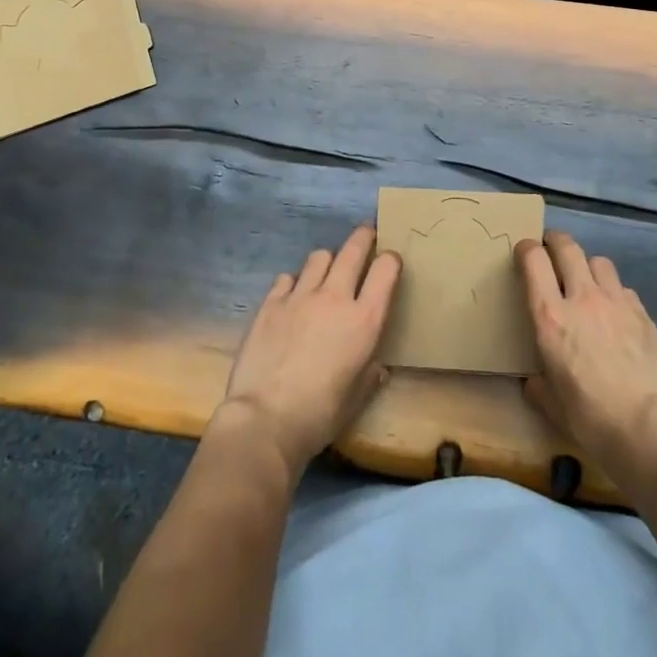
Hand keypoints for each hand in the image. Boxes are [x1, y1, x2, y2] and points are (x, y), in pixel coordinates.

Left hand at [214, 224, 401, 480]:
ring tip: (327, 271)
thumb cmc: (320, 415)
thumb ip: (370, 374)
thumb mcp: (356, 398)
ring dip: (328, 260)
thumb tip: (377, 366)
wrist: (265, 420)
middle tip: (367, 235)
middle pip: (353, 250)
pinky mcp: (270, 303)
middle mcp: (334, 298)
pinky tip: (292, 296)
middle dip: (364, 238)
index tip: (390, 261)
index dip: (391, 260)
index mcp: (364, 320)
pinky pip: (287, 277)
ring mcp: (300, 296)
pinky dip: (294, 282)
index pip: (386, 269)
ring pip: (319, 257)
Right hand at [518, 230, 656, 502]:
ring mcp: (616, 302)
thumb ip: (539, 386)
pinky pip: (623, 288)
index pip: (534, 260)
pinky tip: (615, 312)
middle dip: (555, 241)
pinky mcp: (643, 313)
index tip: (523, 252)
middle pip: (567, 247)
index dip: (526, 249)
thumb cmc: (593, 420)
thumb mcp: (554, 407)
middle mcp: (582, 298)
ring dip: (587, 265)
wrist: (652, 429)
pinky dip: (614, 292)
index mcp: (551, 317)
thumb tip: (534, 381)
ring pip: (599, 260)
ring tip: (586, 281)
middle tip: (550, 249)